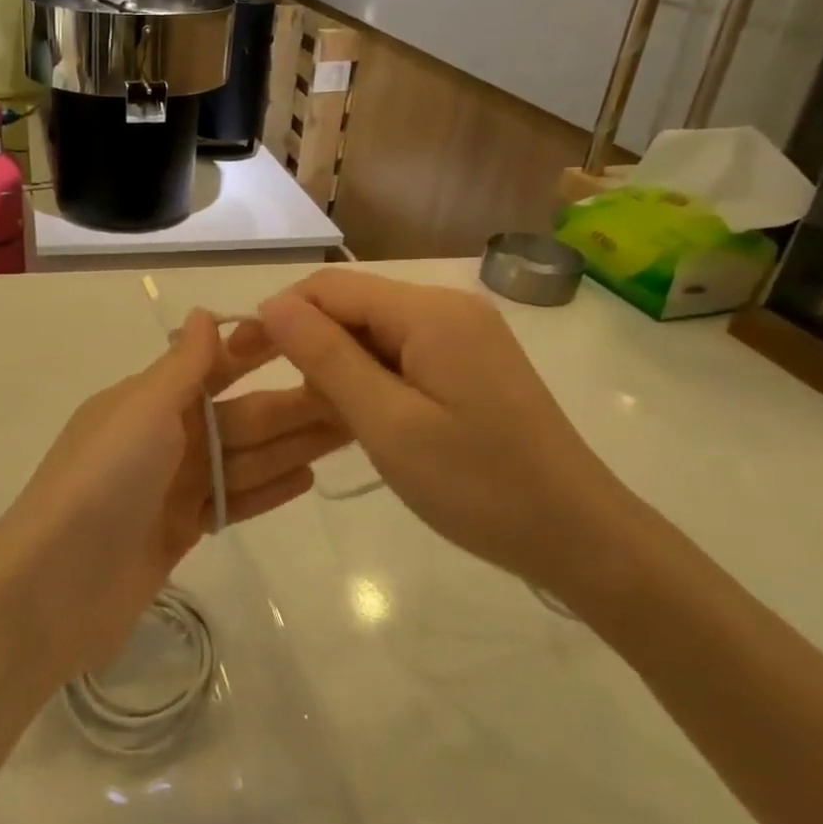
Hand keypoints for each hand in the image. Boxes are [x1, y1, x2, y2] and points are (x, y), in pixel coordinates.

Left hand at [0, 311, 347, 675]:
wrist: (54, 587)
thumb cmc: (102, 481)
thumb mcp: (142, 409)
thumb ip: (181, 365)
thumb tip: (202, 312)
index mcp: (149, 399)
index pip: (214, 365)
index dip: (260, 350)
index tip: (313, 337)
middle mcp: (163, 437)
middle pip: (239, 415)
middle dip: (293, 404)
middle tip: (356, 394)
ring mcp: (172, 488)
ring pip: (243, 458)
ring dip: (291, 444)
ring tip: (350, 430)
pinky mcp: (180, 533)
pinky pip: (232, 501)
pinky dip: (267, 489)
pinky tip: (310, 477)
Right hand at [229, 270, 637, 601]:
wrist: (579, 536)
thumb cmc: (478, 484)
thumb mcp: (387, 423)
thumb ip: (326, 357)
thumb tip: (272, 303)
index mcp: (429, 312)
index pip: (330, 287)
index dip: (280, 315)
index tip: (243, 360)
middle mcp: (447, 308)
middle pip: (353, 306)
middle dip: (310, 345)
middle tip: (287, 403)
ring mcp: (462, 335)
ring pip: (373, 333)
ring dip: (340, 368)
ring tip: (331, 421)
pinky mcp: (469, 364)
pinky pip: (400, 355)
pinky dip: (371, 381)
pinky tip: (365, 420)